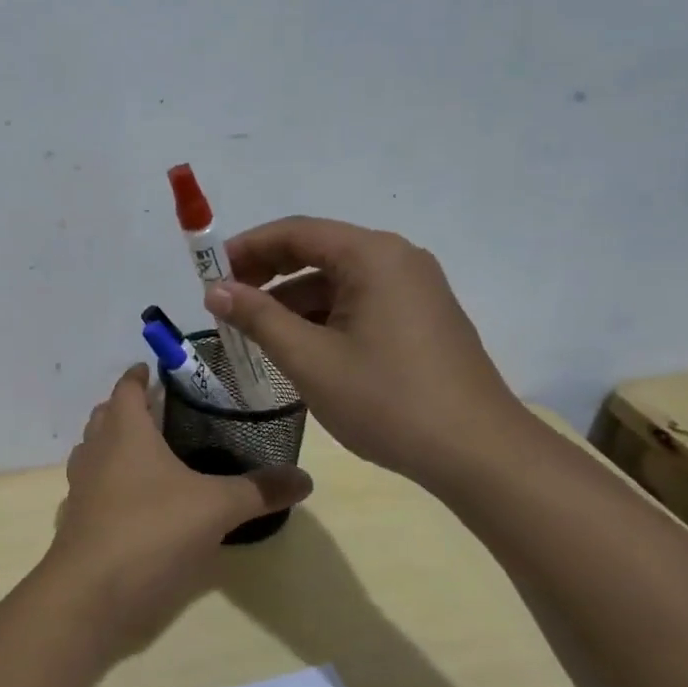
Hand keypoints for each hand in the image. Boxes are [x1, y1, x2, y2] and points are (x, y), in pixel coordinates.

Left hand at [44, 365, 311, 657]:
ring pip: (96, 450)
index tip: (158, 369)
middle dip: (131, 408)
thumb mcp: (216, 507)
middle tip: (166, 411)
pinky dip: (112, 483)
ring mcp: (81, 485)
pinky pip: (94, 486)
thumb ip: (260, 490)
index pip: (126, 387)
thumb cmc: (152, 530)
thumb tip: (305, 477)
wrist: (91, 593)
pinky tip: (139, 501)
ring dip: (118, 444)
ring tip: (155, 453)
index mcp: (124, 430)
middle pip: (107, 415)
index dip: (140, 374)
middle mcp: (96, 449)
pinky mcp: (78, 519)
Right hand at [203, 217, 530, 489]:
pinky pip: (358, 302)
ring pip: (336, 280)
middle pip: (317, 250)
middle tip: (226, 302)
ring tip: (254, 331)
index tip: (209, 274)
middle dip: (266, 273)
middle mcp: (397, 260)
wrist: (478, 454)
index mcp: (372, 256)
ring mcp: (414, 289)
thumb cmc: (387, 400)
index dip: (246, 249)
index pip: (295, 232)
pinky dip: (321, 316)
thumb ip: (258, 318)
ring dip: (291, 299)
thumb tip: (215, 290)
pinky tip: (298, 346)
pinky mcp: (421, 318)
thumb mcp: (310, 359)